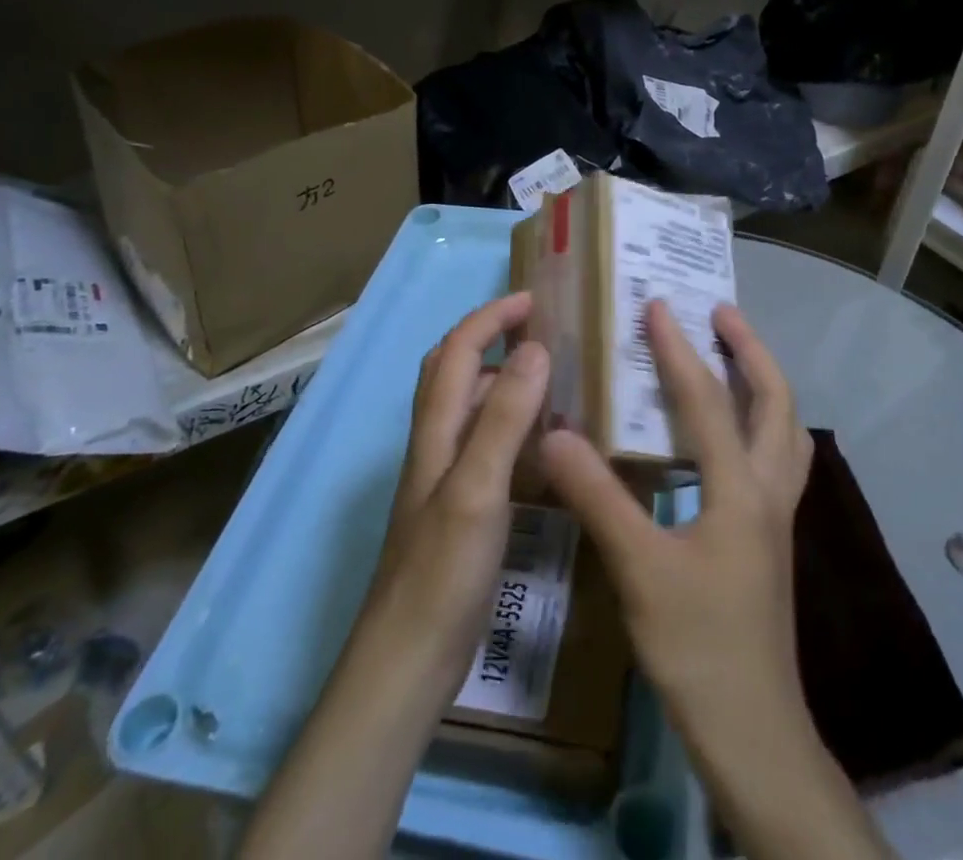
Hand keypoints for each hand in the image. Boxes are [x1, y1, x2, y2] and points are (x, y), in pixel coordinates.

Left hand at [360, 291, 549, 689]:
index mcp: (436, 429)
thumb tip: (536, 349)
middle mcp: (437, 442)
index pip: (458, 349)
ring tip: (556, 381)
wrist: (407, 661)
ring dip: (506, 382)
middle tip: (544, 334)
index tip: (535, 301)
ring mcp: (447, 477)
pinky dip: (515, 429)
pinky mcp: (461, 508)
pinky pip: (489, 447)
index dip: (491, 317)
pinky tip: (547, 446)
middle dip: (492, 339)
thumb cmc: (441, 571)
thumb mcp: (478, 488)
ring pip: (474, 408)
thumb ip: (505, 417)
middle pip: (455, 371)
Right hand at [541, 302, 888, 859]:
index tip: (657, 306)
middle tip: (720, 312)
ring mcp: (776, 516)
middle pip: (775, 402)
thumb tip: (553, 433)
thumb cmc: (697, 645)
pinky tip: (727, 434)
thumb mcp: (639, 569)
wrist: (752, 731)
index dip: (679, 350)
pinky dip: (758, 423)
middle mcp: (768, 491)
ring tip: (732, 355)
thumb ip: (598, 496)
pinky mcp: (770, 538)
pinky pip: (773, 457)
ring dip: (763, 383)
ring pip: (785, 430)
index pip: (708, 401)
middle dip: (750, 350)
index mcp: (740, 489)